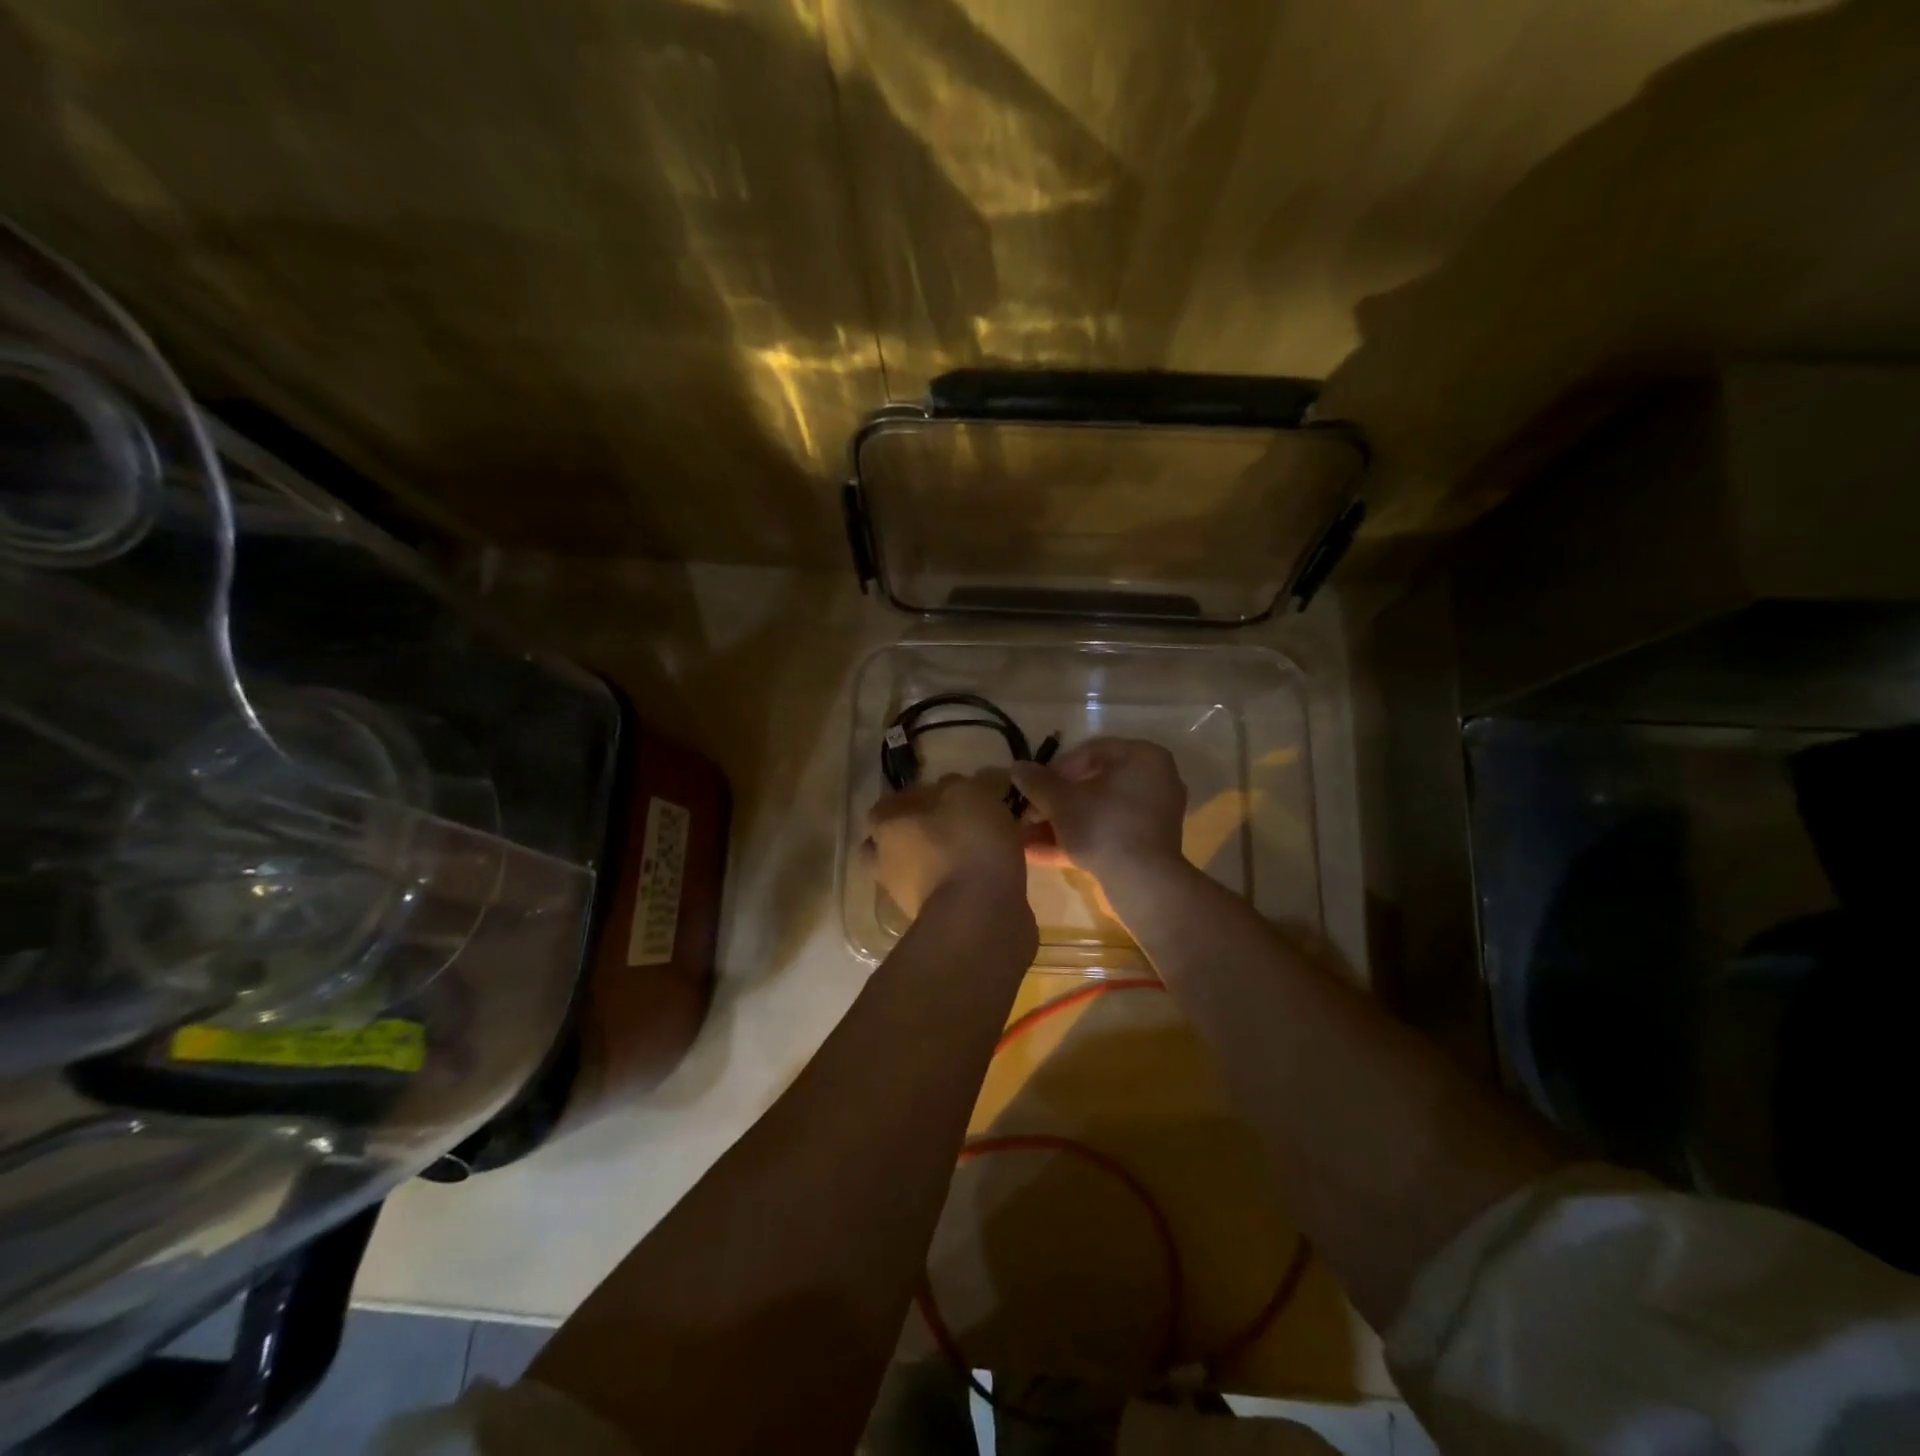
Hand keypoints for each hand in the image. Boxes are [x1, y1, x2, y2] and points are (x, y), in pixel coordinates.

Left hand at [865, 771, 1029, 920]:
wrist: (981, 916)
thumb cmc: (967, 843)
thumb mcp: (969, 794)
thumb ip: (958, 786)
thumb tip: (951, 787)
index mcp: (886, 826)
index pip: (885, 806)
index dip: (910, 798)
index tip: (940, 795)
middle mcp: (885, 862)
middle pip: (887, 844)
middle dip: (911, 836)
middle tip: (945, 826)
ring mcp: (905, 897)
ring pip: (912, 872)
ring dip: (933, 864)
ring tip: (971, 853)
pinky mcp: (932, 923)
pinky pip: (939, 895)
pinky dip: (953, 886)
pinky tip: (981, 878)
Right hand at [1009, 737, 1186, 885]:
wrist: (1143, 883)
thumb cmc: (1103, 826)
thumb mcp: (1061, 801)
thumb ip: (1037, 781)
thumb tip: (1017, 767)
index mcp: (1142, 756)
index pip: (1090, 751)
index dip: (1054, 769)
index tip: (1032, 787)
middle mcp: (1153, 780)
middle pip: (1092, 784)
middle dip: (1053, 802)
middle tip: (1027, 815)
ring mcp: (1152, 815)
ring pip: (1097, 812)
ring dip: (1059, 823)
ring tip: (1025, 836)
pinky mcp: (1147, 845)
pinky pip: (1107, 833)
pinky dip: (1077, 839)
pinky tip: (1039, 853)